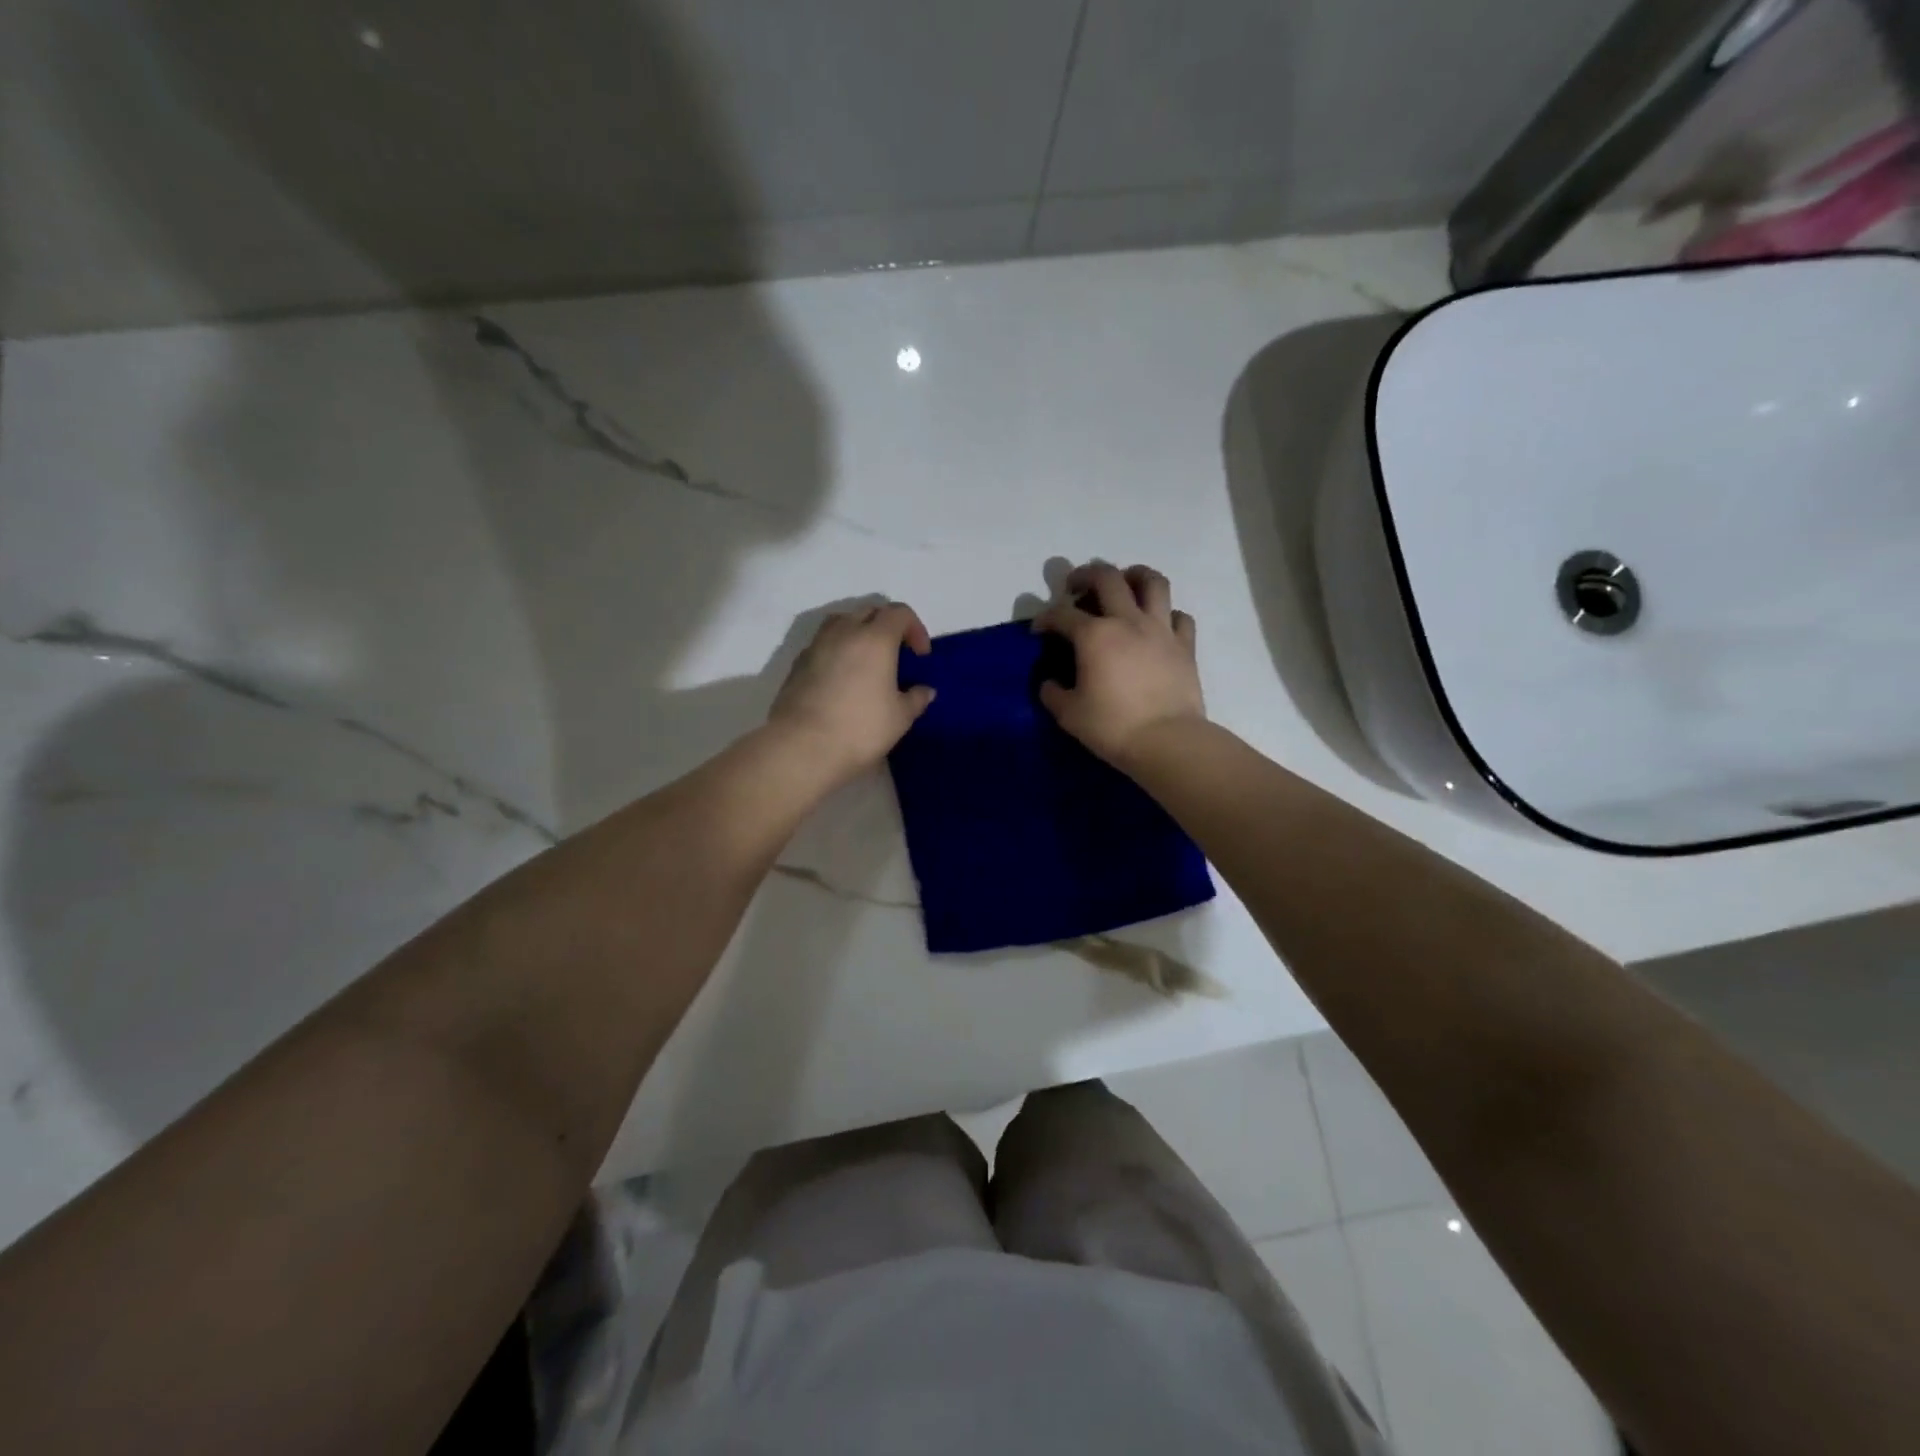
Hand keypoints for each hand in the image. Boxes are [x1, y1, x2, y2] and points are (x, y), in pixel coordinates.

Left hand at [768, 602, 935, 783]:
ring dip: (858, 633)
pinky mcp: (797, 663)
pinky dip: (837, 651)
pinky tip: (842, 679)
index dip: (915, 628)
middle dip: (887, 626)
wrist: (802, 746)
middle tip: (896, 655)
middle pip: (869, 611)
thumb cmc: (860, 728)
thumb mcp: (900, 718)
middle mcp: (844, 632)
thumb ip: (916, 699)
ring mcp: (816, 645)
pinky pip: (823, 644)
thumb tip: (925, 690)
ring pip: (842, 622)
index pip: (899, 613)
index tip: (920, 656)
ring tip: (866, 662)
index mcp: (875, 638)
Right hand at [1033, 562, 1203, 765]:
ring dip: (1134, 575)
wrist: (1167, 741)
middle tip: (1076, 586)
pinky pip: (1180, 616)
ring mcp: (1161, 630)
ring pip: (1152, 582)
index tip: (1039, 630)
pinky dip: (1167, 614)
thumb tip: (1050, 684)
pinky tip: (1159, 624)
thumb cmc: (1112, 727)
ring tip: (1125, 583)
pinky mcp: (1186, 645)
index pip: (1062, 613)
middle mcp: (1128, 621)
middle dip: (1085, 575)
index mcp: (1094, 635)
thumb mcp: (1069, 714)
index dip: (1045, 618)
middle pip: (1107, 577)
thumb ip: (1054, 694)